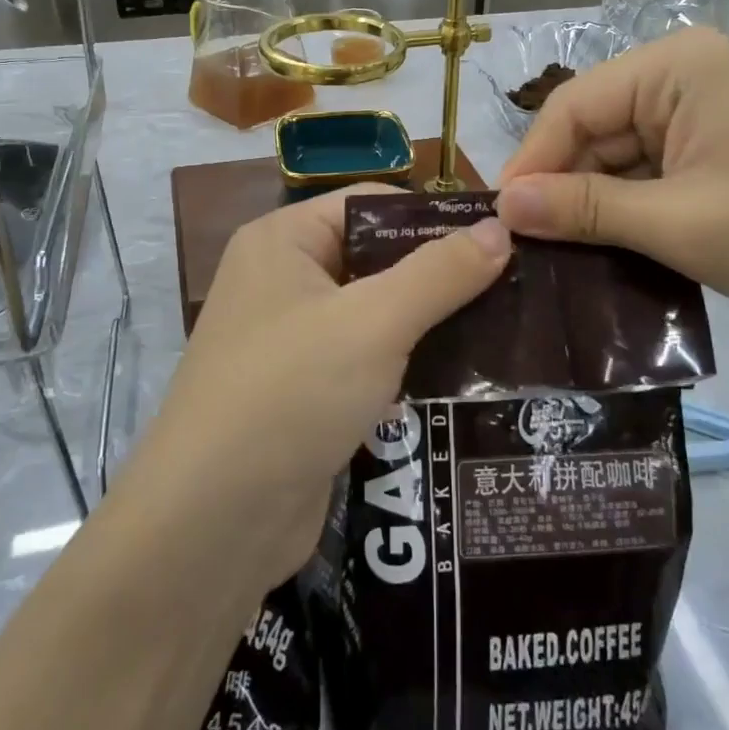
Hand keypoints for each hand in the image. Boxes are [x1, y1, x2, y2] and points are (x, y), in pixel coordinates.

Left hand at [128, 187, 511, 590]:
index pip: (370, 204)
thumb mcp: (374, 323)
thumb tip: (501, 229)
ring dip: (431, 323)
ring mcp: (291, 341)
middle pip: (376, 258)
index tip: (502, 234)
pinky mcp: (305, 393)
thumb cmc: (292, 393)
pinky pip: (367, 361)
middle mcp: (282, 281)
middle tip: (516, 284)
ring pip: (375, 314)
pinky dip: (409, 365)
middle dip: (440, 274)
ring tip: (506, 327)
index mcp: (284, 241)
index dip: (433, 215)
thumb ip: (440, 273)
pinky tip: (466, 377)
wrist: (212, 524)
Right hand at [496, 26, 728, 326]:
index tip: (504, 223)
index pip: (573, 106)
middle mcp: (686, 73)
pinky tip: (613, 245)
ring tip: (564, 256)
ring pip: (619, 152)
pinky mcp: (718, 143)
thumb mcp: (679, 223)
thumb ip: (585, 209)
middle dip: (565, 186)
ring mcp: (705, 108)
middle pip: (595, 127)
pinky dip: (631, 205)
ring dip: (596, 202)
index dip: (532, 162)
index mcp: (677, 66)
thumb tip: (503, 207)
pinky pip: (652, 168)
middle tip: (532, 249)